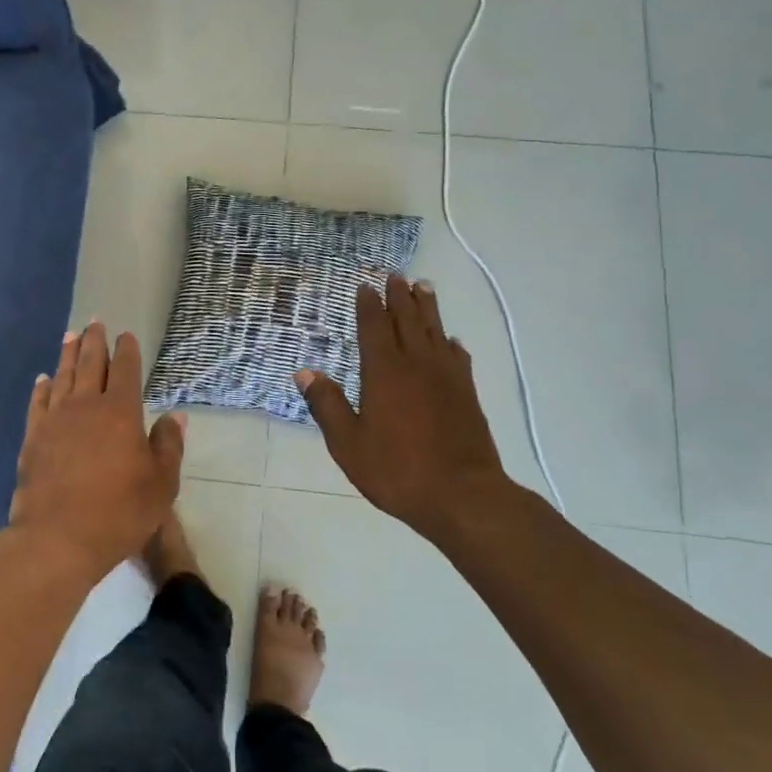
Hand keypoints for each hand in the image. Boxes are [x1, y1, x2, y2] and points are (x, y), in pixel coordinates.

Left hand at [8, 323, 182, 581]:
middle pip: (90, 364)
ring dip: (67, 354)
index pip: (125, 370)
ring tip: (70, 335)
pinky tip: (43, 379)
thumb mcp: (161, 484)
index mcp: (120, 411)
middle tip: (95, 321)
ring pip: (62, 377)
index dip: (127, 350)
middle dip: (94, 341)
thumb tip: (174, 416)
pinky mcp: (33, 438)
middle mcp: (85, 406)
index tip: (126, 335)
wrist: (57, 538)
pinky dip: (42, 387)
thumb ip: (168, 446)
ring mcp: (55, 420)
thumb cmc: (118, 513)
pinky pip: (38, 403)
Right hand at [295, 276, 517, 542]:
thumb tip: (304, 372)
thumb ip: (327, 405)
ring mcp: (446, 378)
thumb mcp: (349, 444)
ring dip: (427, 308)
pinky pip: (457, 356)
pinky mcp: (467, 394)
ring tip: (423, 287)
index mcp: (384, 373)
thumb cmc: (398, 470)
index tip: (365, 286)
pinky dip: (451, 342)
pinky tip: (450, 340)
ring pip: (435, 331)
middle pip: (407, 320)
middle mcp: (416, 365)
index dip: (368, 306)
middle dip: (399, 296)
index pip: (374, 328)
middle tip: (396, 275)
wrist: (464, 496)